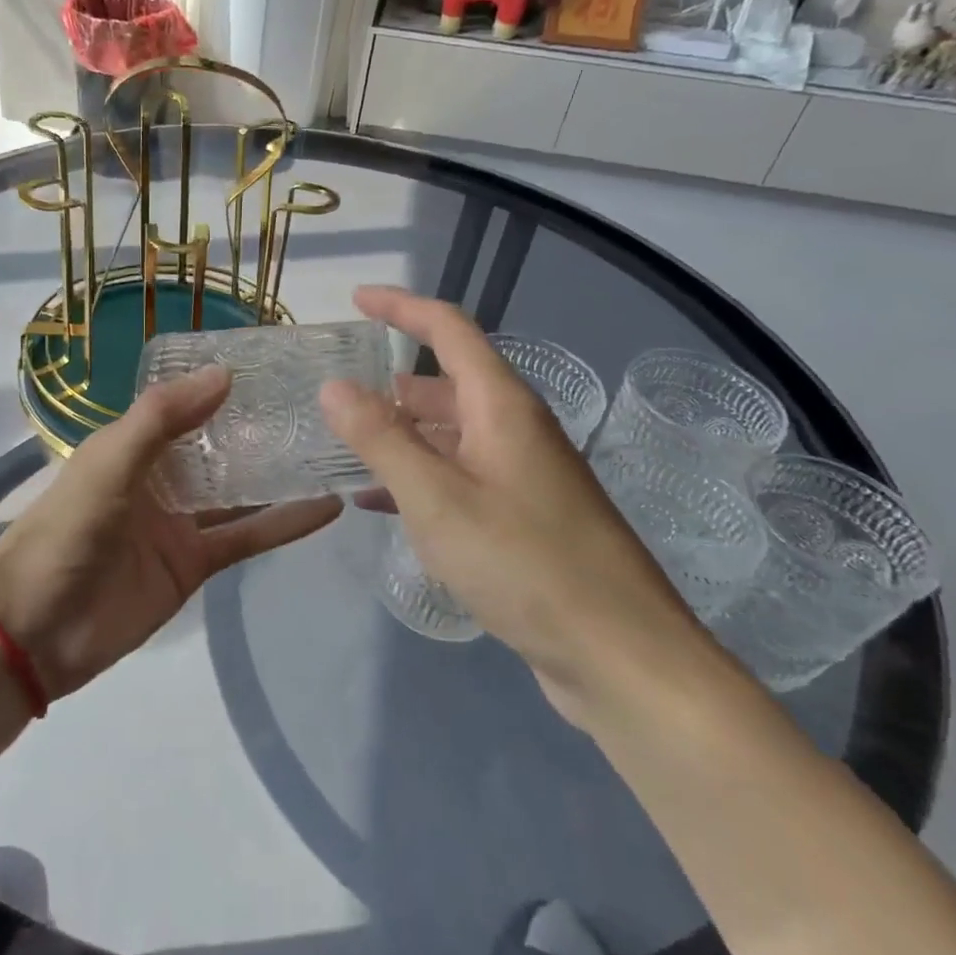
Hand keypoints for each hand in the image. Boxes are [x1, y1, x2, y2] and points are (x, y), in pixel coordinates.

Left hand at [0, 367, 342, 701]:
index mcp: (131, 444)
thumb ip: (162, 419)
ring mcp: (180, 521)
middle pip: (219, 444)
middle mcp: (160, 476)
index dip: (223, 382)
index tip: (277, 361)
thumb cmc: (65, 533)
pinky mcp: (195, 564)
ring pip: (239, 490)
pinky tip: (327, 507)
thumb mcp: (108, 464)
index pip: (185, 402)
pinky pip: (245, 537)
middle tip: (321, 402)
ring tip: (335, 447)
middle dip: (261, 425)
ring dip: (280, 472)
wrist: (34, 631)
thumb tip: (225, 373)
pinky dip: (284, 524)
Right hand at [319, 287, 716, 727]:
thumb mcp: (436, 497)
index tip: (356, 298)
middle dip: (393, 380)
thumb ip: (380, 438)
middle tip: (339, 390)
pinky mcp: (524, 519)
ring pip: (451, 434)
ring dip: (402, 432)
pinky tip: (381, 503)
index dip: (402, 306)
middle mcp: (516, 430)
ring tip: (348, 444)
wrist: (621, 656)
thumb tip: (334, 385)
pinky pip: (460, 478)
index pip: (450, 329)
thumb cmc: (525, 563)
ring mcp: (523, 476)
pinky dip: (419, 477)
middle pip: (449, 381)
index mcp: (502, 406)